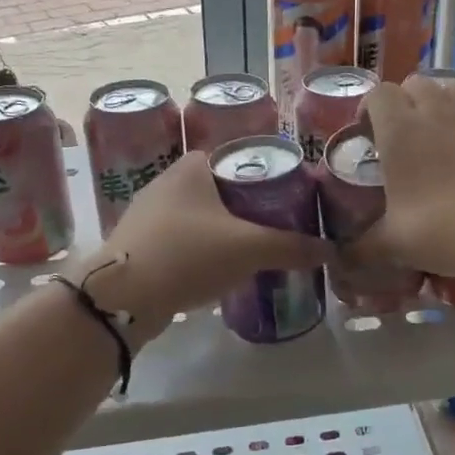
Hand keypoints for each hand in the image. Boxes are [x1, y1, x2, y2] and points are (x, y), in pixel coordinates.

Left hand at [73, 152, 324, 345]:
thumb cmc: (189, 254)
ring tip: (254, 250)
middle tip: (278, 228)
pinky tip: (217, 269)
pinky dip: (201, 249)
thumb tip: (331, 250)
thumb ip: (292, 247)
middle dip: (249, 208)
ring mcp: (148, 211)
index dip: (269, 177)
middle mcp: (167, 180)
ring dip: (225, 230)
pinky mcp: (138, 241)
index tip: (290, 200)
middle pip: (222, 188)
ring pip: (201, 215)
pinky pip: (181, 238)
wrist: (122, 296)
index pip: (240, 158)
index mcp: (193, 165)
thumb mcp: (249, 249)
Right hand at [350, 75, 454, 280]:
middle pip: (418, 82)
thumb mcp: (391, 244)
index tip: (367, 131)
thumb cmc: (440, 231)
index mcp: (401, 133)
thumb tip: (341, 260)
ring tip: (442, 111)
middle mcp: (438, 116)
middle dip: (406, 97)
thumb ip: (362, 248)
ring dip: (447, 91)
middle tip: (401, 127)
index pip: (380, 95)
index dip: (370, 106)